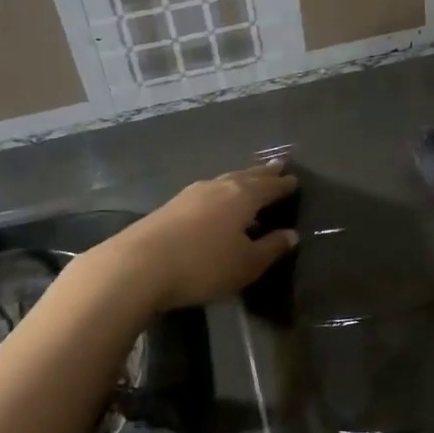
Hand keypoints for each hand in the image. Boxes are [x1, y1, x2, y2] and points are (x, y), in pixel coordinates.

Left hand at [84, 161, 298, 312]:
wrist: (138, 265)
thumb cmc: (203, 265)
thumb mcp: (246, 264)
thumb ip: (271, 248)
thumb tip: (291, 234)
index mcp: (242, 196)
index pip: (269, 186)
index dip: (284, 185)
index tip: (295, 180)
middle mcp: (218, 187)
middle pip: (246, 176)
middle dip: (263, 174)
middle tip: (277, 167)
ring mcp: (191, 194)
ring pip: (223, 181)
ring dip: (239, 180)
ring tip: (248, 181)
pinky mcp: (170, 206)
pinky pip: (206, 192)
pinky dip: (220, 192)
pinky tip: (216, 202)